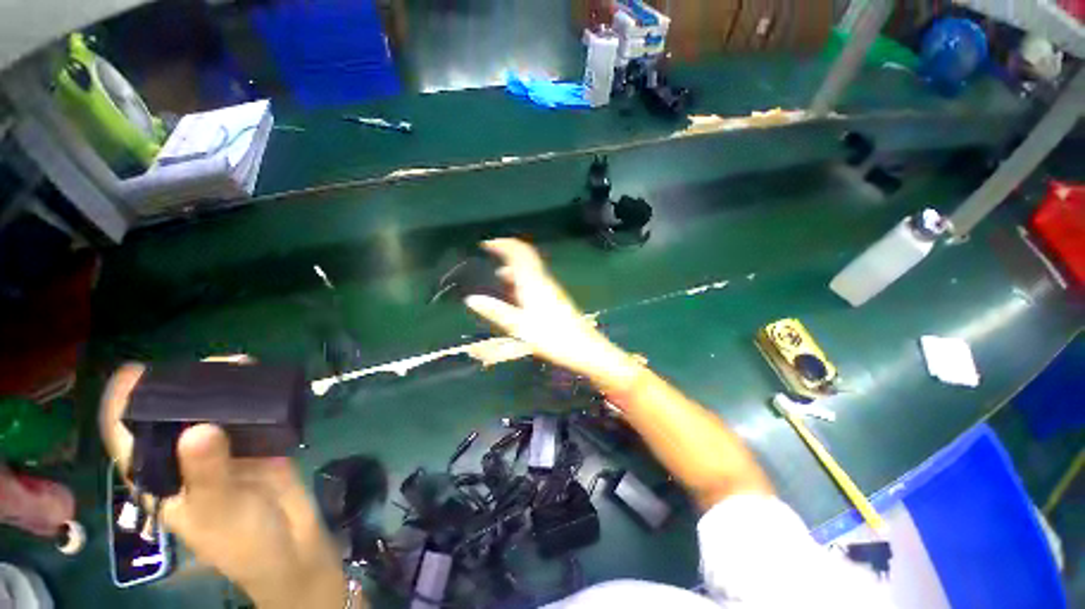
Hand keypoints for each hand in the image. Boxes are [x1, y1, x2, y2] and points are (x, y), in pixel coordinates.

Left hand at [99, 364, 345, 608]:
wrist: (292, 544)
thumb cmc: (240, 540)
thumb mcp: (217, 512)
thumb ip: (207, 472)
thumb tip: (198, 428)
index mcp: (161, 476)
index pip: (129, 436)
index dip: (124, 403)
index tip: (137, 372)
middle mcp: (186, 457)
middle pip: (176, 413)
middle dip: (189, 385)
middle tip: (217, 367)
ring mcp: (225, 448)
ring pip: (217, 408)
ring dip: (227, 386)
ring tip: (245, 366)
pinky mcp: (259, 443)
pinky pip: (253, 414)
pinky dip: (257, 395)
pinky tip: (266, 382)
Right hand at [464, 239, 641, 391]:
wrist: (584, 348)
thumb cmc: (551, 337)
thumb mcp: (519, 327)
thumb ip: (496, 312)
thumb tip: (471, 299)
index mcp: (533, 283)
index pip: (519, 253)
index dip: (503, 244)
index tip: (486, 243)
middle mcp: (542, 281)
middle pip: (525, 257)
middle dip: (507, 252)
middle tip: (489, 255)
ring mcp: (550, 288)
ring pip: (530, 269)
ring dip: (513, 267)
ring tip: (497, 275)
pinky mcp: (554, 297)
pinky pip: (534, 280)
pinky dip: (521, 279)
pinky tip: (515, 293)